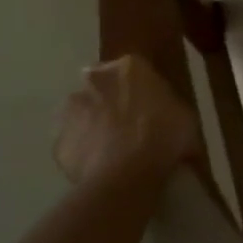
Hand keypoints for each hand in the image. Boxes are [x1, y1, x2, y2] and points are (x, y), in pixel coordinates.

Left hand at [53, 55, 200, 186]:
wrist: (127, 176)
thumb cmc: (164, 137)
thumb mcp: (185, 117)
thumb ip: (168, 108)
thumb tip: (167, 118)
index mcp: (130, 67)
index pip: (134, 71)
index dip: (142, 91)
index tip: (151, 110)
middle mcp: (94, 80)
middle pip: (102, 87)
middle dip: (111, 102)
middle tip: (130, 127)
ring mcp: (70, 110)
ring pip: (82, 114)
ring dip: (93, 126)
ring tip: (114, 152)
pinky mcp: (57, 142)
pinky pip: (74, 145)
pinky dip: (84, 153)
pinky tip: (101, 170)